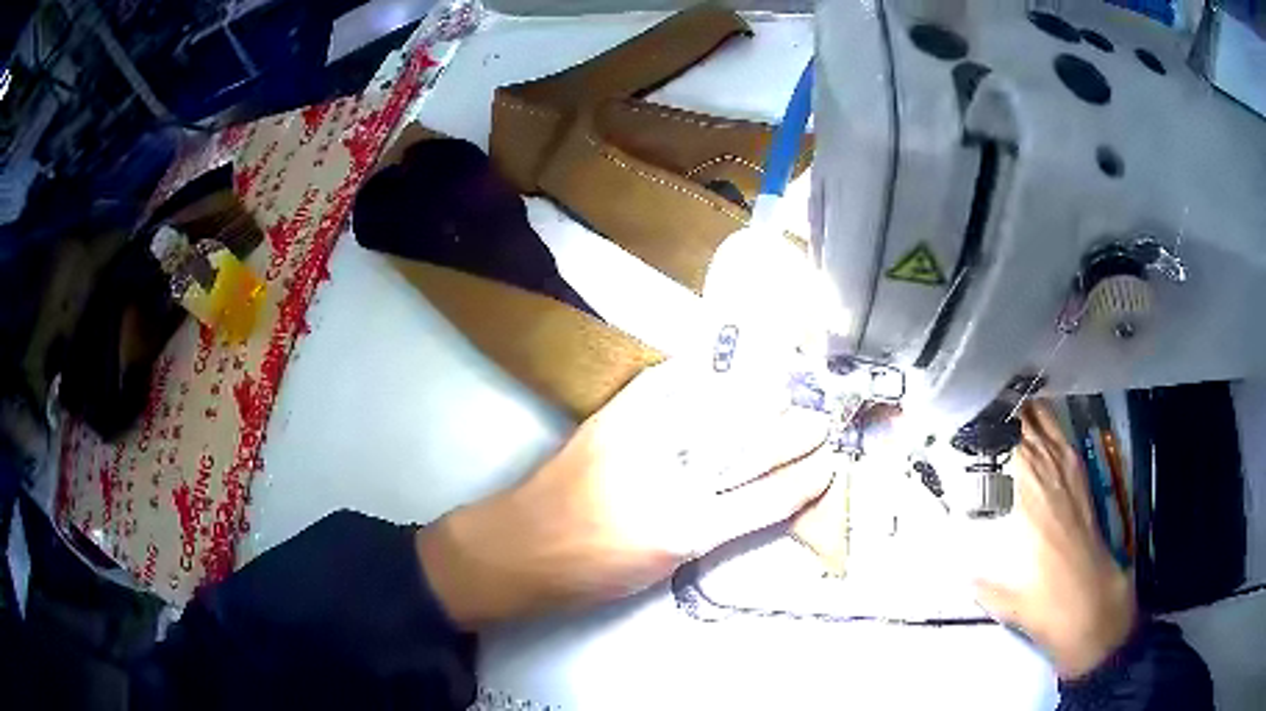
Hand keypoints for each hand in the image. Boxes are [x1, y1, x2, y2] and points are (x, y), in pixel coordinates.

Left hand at [416, 361, 831, 627]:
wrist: (517, 548)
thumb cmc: (589, 571)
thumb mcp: (660, 564)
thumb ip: (709, 528)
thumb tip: (750, 495)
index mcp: (685, 533)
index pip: (764, 502)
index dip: (803, 481)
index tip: (829, 464)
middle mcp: (670, 485)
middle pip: (749, 451)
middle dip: (791, 433)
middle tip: (819, 419)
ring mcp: (641, 445)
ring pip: (718, 413)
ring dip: (757, 399)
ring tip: (786, 389)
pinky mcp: (612, 420)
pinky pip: (666, 387)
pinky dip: (695, 376)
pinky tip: (716, 367)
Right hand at [974, 402, 1135, 678]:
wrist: (1087, 598)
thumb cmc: (1040, 595)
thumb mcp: (994, 592)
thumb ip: (972, 574)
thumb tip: (952, 564)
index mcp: (1023, 489)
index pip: (999, 437)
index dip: (979, 424)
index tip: (959, 419)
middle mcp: (1045, 466)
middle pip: (1019, 419)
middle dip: (996, 410)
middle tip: (974, 407)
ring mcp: (1065, 465)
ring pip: (1041, 417)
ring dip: (1020, 409)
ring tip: (999, 404)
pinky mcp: (1078, 471)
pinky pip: (1059, 431)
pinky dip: (1043, 418)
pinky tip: (1032, 418)